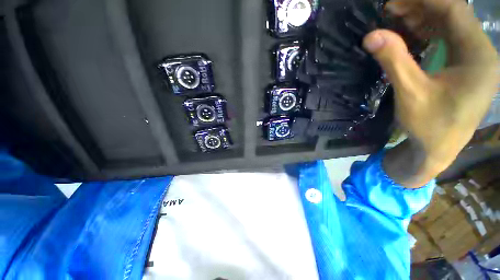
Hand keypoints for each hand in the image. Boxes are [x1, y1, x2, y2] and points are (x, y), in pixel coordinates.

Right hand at [362, 0, 498, 187]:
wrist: (436, 150)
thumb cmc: (429, 127)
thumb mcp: (411, 94)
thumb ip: (394, 61)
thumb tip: (371, 36)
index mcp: (478, 57)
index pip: (454, 10)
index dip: (424, 0)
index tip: (393, 1)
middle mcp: (482, 53)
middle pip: (453, 15)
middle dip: (421, 7)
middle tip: (389, 9)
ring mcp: (475, 60)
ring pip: (450, 26)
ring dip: (423, 18)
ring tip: (396, 19)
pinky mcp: (465, 67)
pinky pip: (448, 39)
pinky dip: (428, 32)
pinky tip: (410, 34)